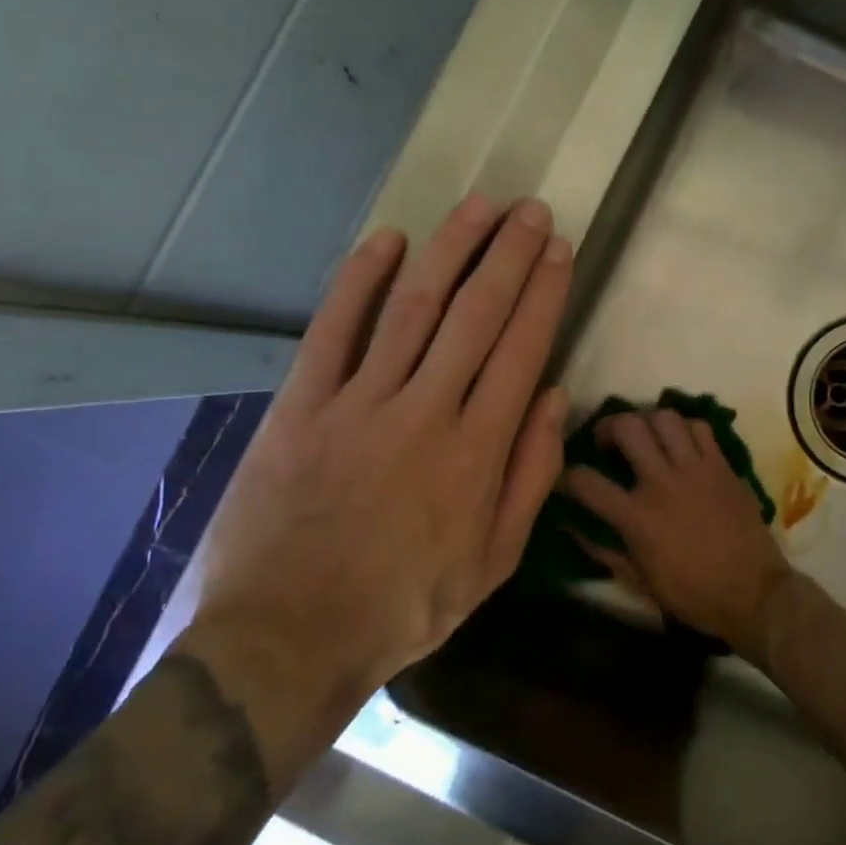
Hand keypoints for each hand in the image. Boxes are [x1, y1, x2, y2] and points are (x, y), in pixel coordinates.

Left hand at [180, 195, 573, 727]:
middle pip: (476, 315)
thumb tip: (555, 398)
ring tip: (478, 206)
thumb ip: (530, 477)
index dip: (543, 293)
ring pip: (413, 308)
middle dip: (508, 255)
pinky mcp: (301, 405)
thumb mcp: (492, 562)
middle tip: (530, 209)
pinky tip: (387, 240)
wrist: (287, 638)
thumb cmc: (403, 605)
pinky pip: (333, 330)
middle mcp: (425, 412)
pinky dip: (359, 280)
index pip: (521, 350)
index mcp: (476, 452)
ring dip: (449, 250)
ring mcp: (359, 403)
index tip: (558, 250)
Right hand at [562, 410, 792, 659]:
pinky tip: (681, 445)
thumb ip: (603, 550)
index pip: (587, 482)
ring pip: (664, 417)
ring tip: (646, 437)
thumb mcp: (639, 581)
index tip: (570, 479)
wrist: (754, 594)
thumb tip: (571, 526)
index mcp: (637, 517)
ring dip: (647, 422)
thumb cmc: (693, 594)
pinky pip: (700, 427)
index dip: (569, 476)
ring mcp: (696, 469)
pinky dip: (685, 429)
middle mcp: (662, 483)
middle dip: (608, 427)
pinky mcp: (722, 465)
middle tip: (609, 442)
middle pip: (627, 427)